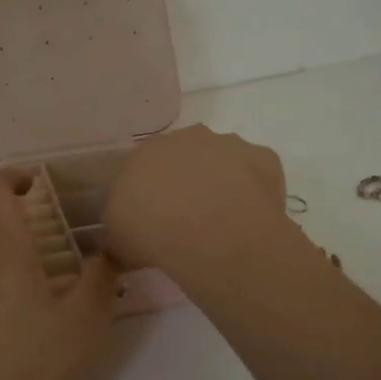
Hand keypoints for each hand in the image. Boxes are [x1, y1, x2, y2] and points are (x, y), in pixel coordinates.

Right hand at [104, 125, 290, 279]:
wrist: (209, 233)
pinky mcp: (263, 157)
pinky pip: (257, 174)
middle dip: (186, 183)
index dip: (150, 194)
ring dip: (221, 184)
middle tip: (188, 221)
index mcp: (145, 152)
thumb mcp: (117, 241)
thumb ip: (120, 232)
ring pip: (223, 162)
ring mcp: (228, 144)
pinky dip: (254, 192)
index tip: (155, 220)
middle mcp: (186, 138)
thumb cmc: (151, 232)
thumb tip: (124, 241)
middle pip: (185, 158)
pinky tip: (249, 219)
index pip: (143, 167)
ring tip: (222, 224)